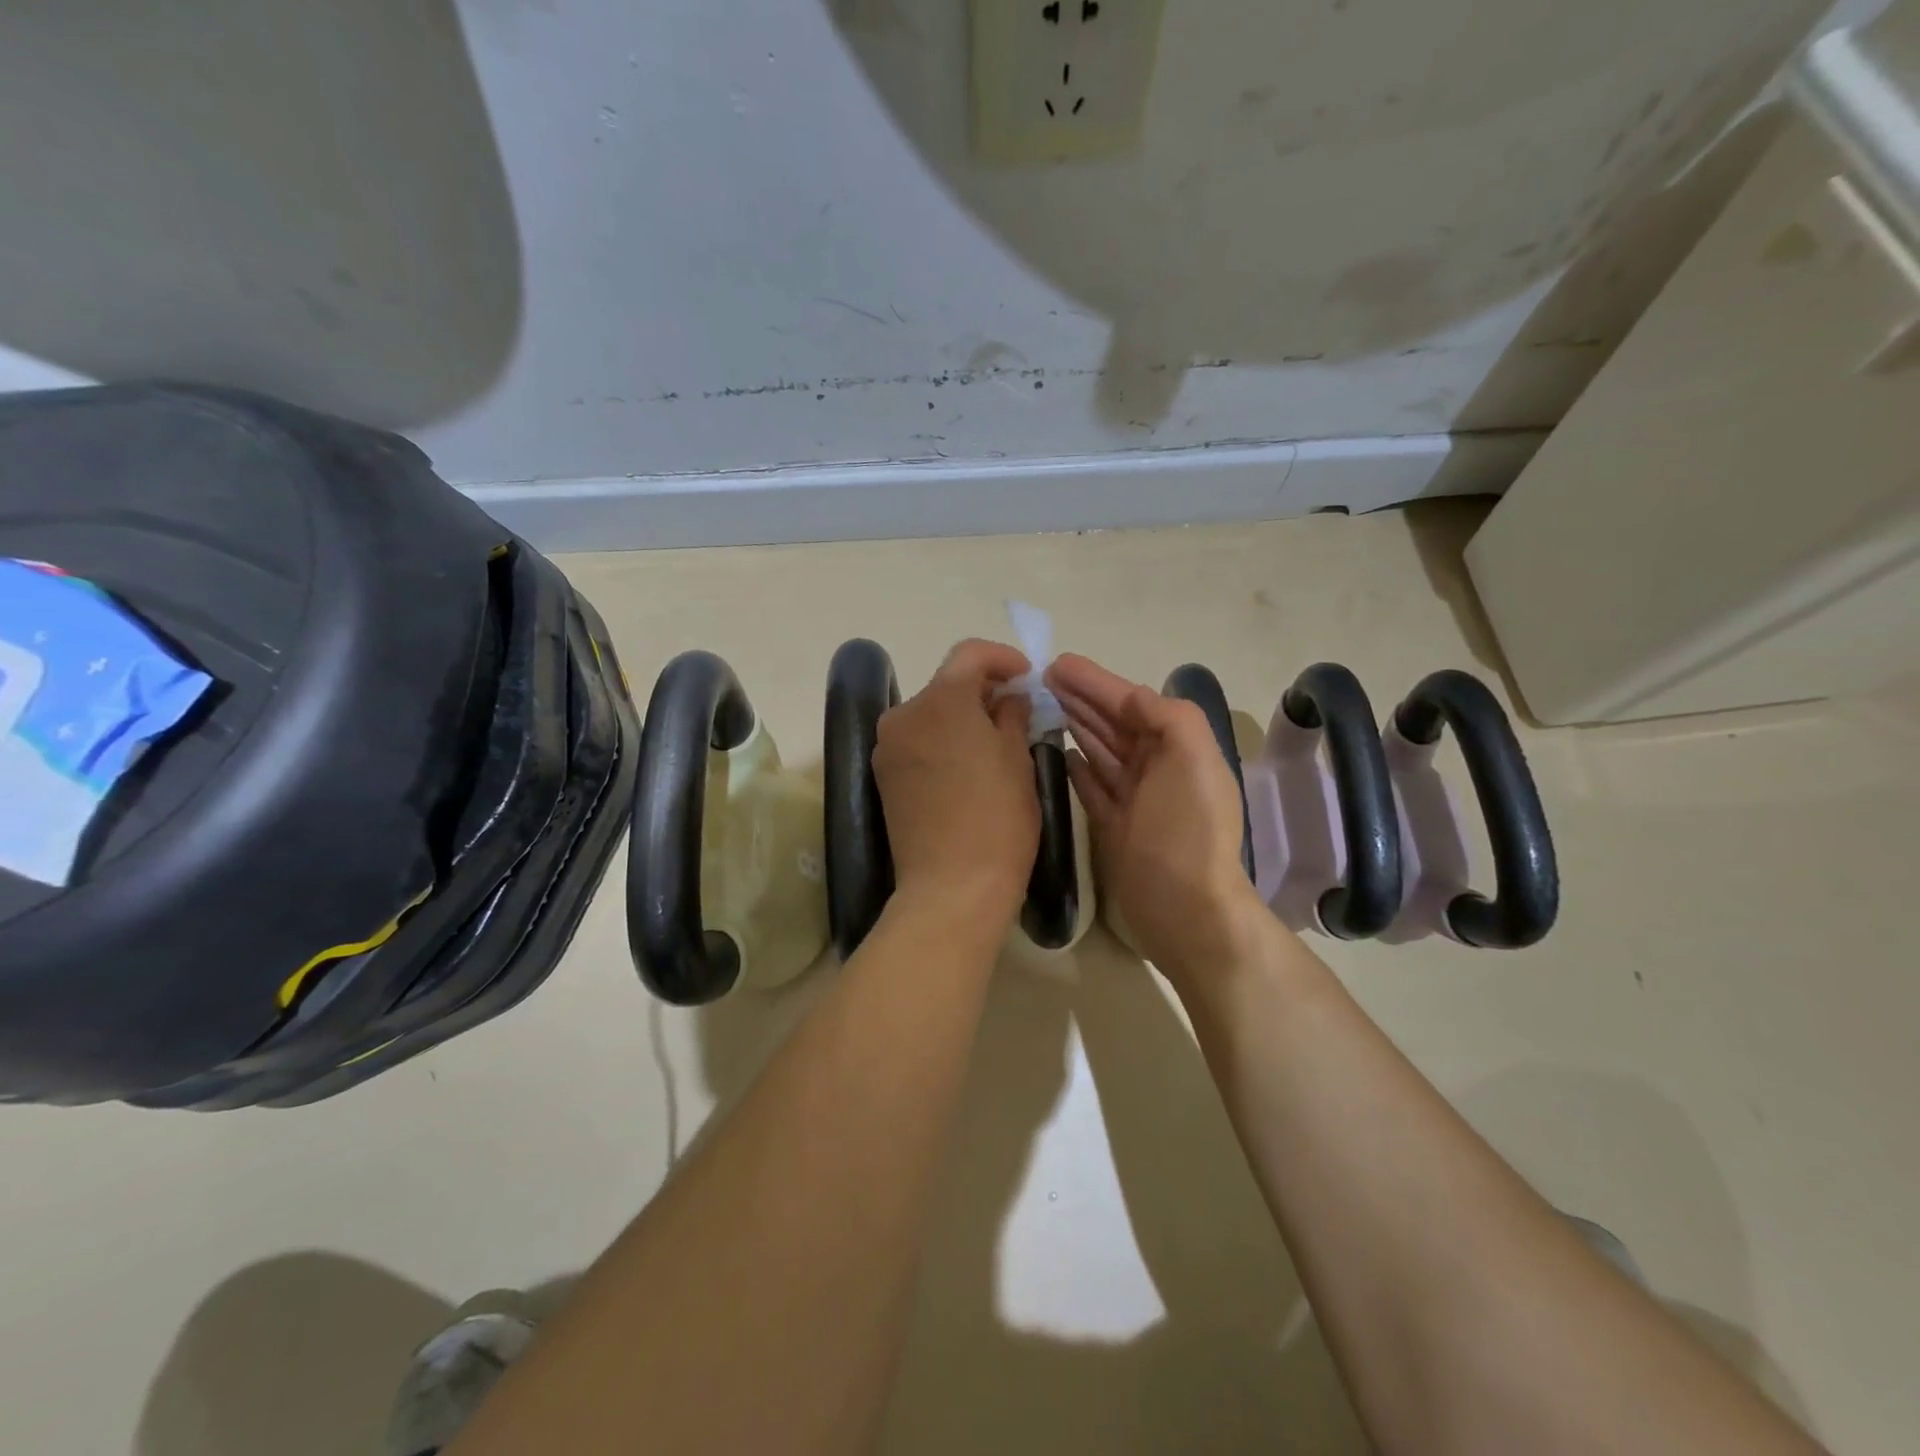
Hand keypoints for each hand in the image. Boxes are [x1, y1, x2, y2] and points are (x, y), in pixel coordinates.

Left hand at [873, 639, 1039, 931]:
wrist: (951, 886)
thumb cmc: (998, 818)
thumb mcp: (1018, 760)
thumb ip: (1012, 715)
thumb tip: (1008, 697)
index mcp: (942, 699)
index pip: (970, 654)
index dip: (1002, 658)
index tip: (1026, 677)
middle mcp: (904, 714)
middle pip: (947, 684)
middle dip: (982, 691)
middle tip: (1016, 712)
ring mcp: (887, 746)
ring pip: (930, 714)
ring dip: (961, 717)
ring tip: (993, 743)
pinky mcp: (882, 776)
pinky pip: (917, 742)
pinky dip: (941, 741)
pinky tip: (965, 767)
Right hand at [1047, 653, 1267, 982]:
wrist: (1186, 908)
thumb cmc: (1186, 829)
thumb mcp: (1190, 759)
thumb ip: (1166, 716)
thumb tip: (1130, 698)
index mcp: (1177, 748)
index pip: (1131, 702)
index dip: (1095, 682)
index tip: (1055, 664)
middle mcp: (1157, 768)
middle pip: (1113, 723)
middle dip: (1080, 699)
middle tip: (1038, 680)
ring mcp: (1135, 799)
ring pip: (1099, 751)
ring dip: (1075, 726)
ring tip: (1041, 707)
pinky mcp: (1114, 826)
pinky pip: (1092, 786)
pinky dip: (1077, 767)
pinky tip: (1058, 753)